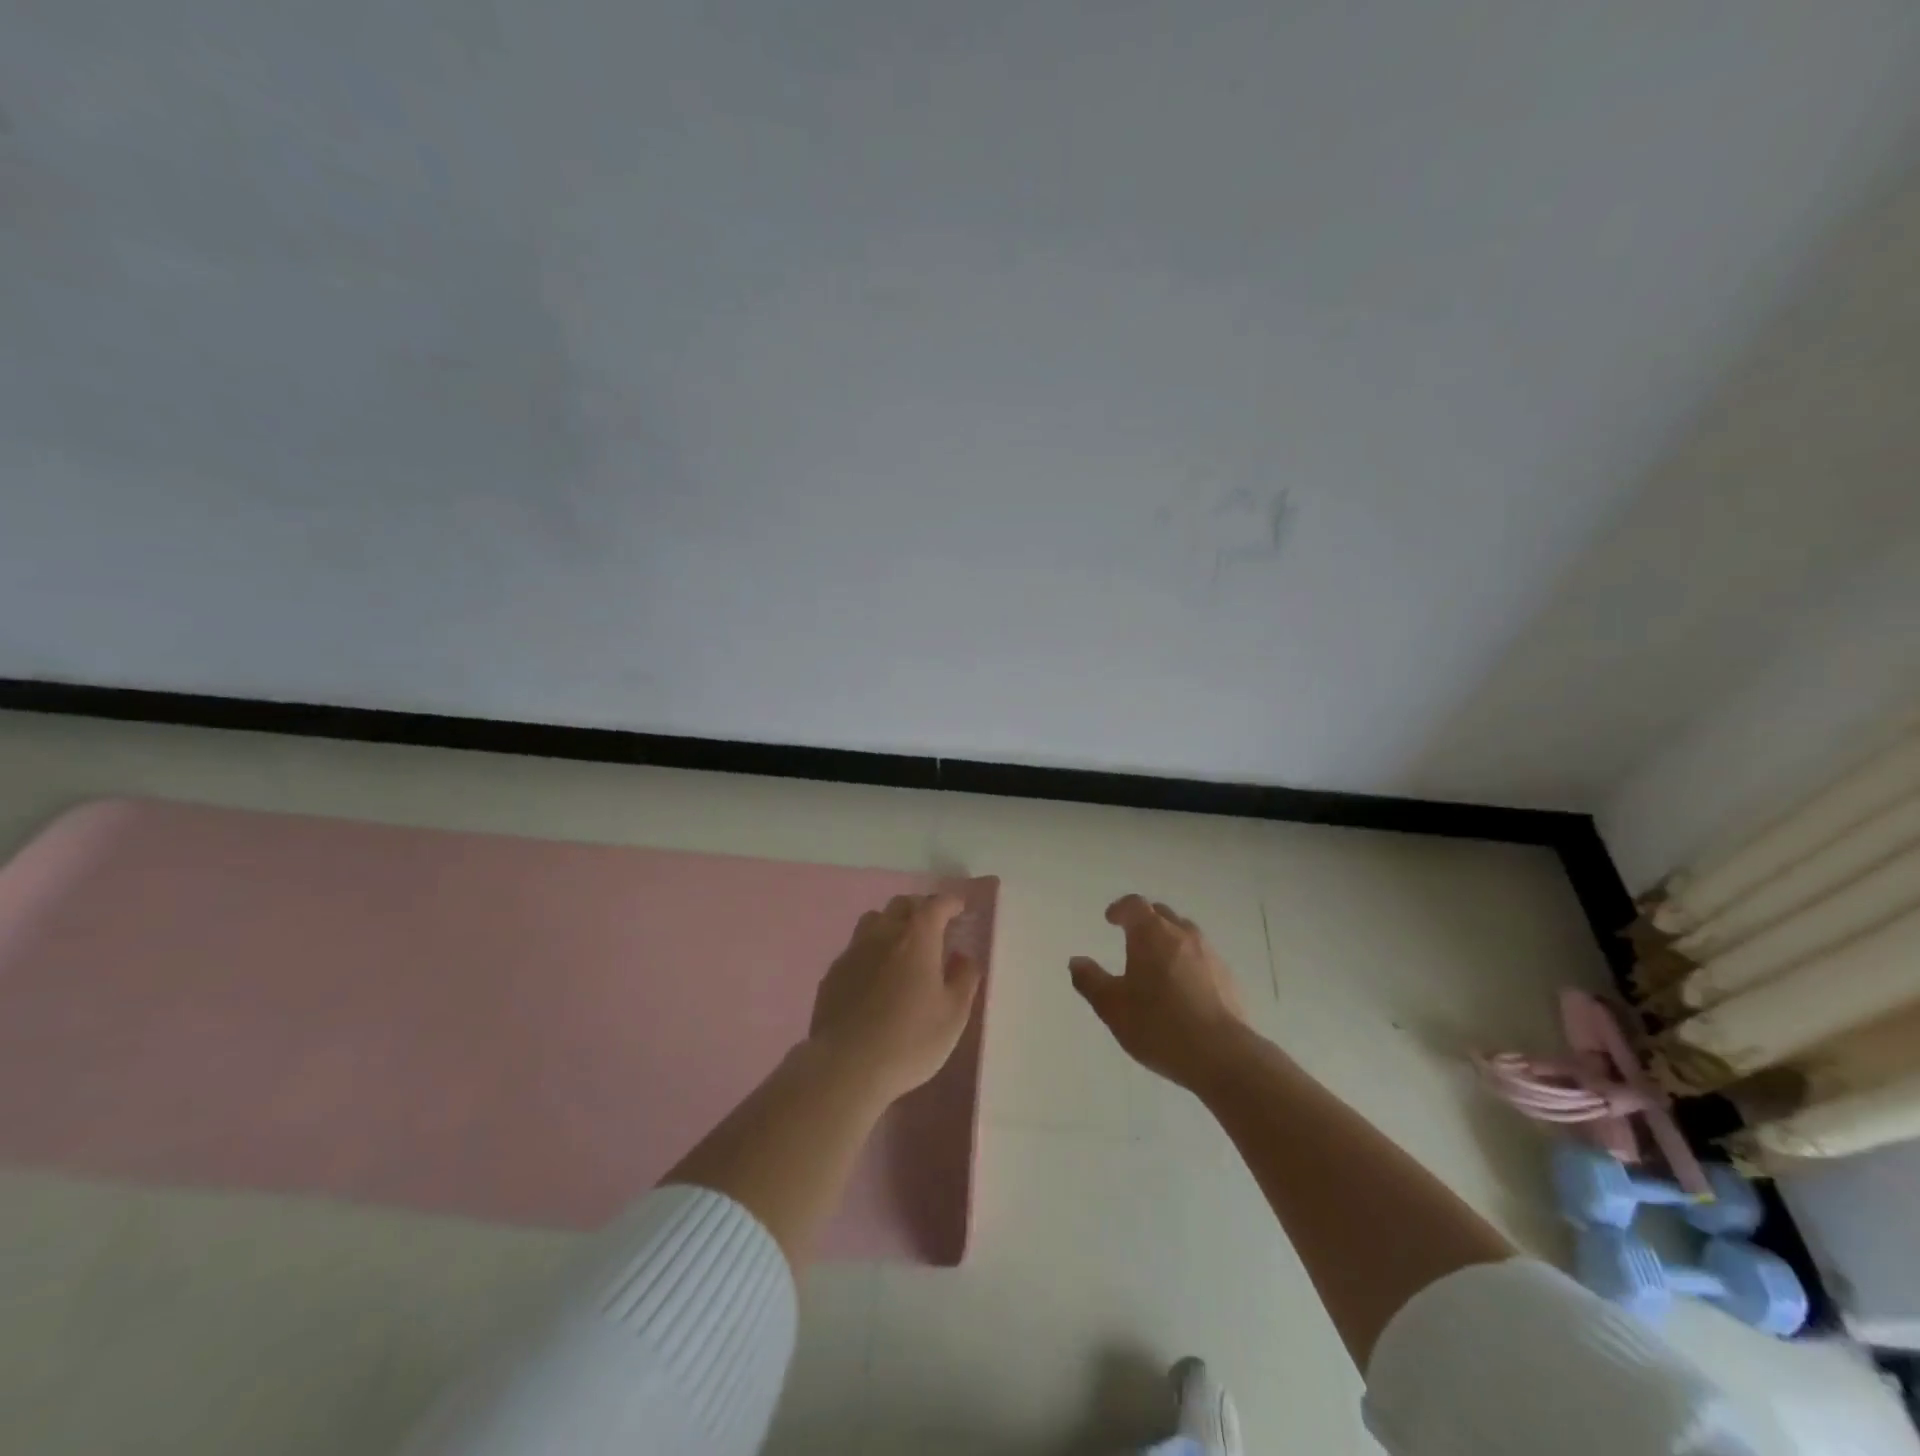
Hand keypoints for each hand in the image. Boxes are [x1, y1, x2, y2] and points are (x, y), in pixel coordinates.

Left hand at [809, 893, 983, 1103]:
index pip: (936, 904)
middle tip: (934, 926)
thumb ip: (964, 979)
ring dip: (892, 923)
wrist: (846, 1066)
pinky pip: (856, 947)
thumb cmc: (910, 1040)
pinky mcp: (833, 973)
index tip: (960, 908)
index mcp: (917, 938)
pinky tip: (875, 974)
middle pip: (902, 905)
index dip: (950, 902)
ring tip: (902, 945)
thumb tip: (964, 957)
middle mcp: (883, 934)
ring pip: (874, 920)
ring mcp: (853, 951)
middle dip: (921, 908)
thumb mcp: (953, 1015)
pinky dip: (871, 949)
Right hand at [1069, 894, 1248, 1090]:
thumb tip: (1076, 961)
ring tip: (1157, 963)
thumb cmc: (1158, 1025)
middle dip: (1145, 921)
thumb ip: (1091, 981)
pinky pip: (1202, 958)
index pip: (1135, 905)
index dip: (1120, 908)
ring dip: (1169, 940)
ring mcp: (1210, 955)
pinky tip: (1183, 988)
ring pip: (1185, 934)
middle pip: (1162, 914)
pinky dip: (1188, 962)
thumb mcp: (1112, 1007)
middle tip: (1132, 938)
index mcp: (1151, 934)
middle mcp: (1182, 935)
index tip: (1110, 919)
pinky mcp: (1228, 978)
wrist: (1222, 1055)